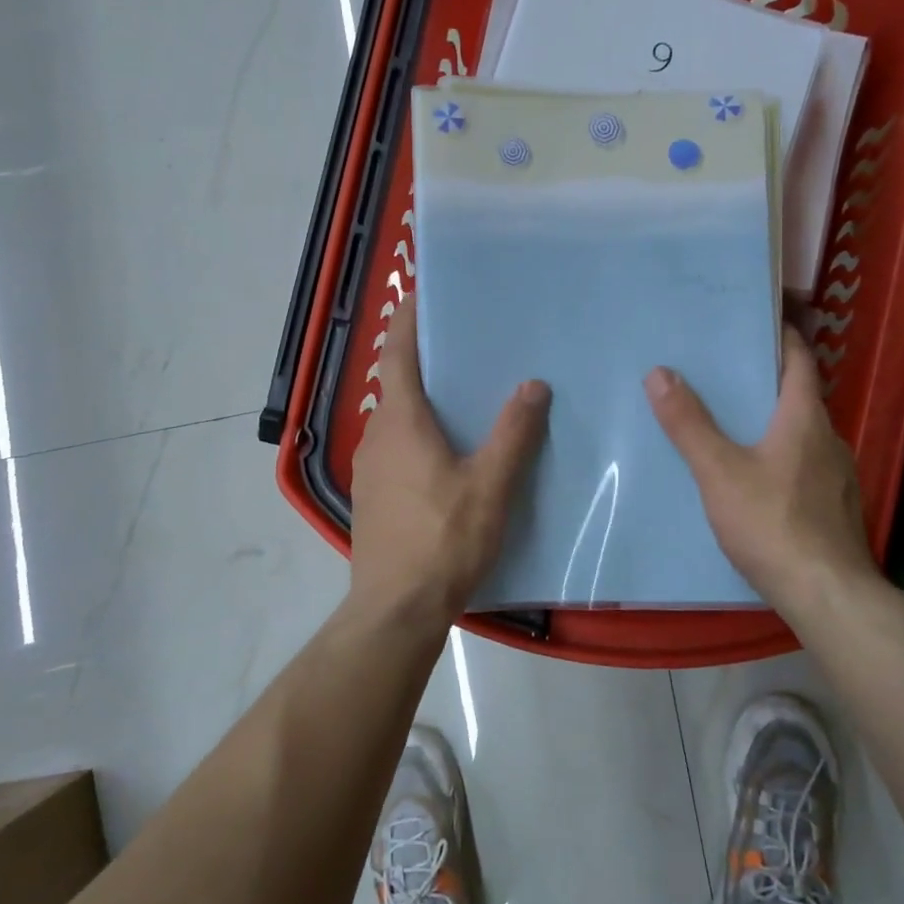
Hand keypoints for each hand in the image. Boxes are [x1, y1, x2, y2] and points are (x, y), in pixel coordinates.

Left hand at [349, 297, 550, 628]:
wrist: (397, 610)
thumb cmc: (443, 541)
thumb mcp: (490, 486)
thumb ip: (513, 434)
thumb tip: (533, 384)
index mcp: (401, 422)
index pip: (397, 353)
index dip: (408, 320)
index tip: (424, 294)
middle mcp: (377, 437)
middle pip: (398, 385)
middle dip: (428, 363)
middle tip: (470, 348)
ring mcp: (370, 470)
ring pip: (399, 422)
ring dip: (426, 404)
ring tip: (470, 400)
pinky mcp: (374, 499)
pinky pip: (398, 451)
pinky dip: (421, 438)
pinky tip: (452, 457)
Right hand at [644, 324, 878, 615]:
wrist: (827, 595)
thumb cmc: (772, 524)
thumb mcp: (719, 472)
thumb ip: (689, 424)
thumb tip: (660, 372)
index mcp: (805, 419)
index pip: (800, 360)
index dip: (782, 336)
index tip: (755, 322)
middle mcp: (828, 440)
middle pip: (799, 397)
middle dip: (765, 382)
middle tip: (722, 374)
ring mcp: (837, 477)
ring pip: (801, 435)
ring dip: (772, 423)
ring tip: (731, 425)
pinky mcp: (834, 508)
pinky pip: (804, 467)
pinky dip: (780, 458)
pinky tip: (755, 480)